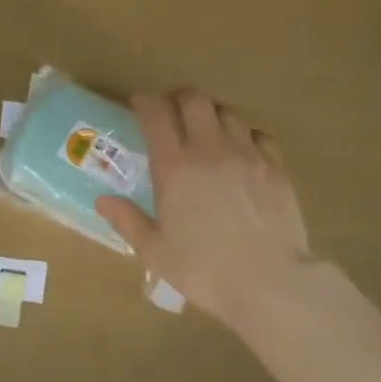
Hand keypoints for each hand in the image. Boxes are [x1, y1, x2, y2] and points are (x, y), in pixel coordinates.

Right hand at [96, 89, 311, 331]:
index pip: (156, 115)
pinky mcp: (276, 167)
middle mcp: (210, 150)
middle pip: (194, 100)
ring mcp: (248, 155)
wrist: (269, 283)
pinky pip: (258, 135)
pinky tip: (241, 151)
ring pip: (227, 112)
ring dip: (211, 114)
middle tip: (172, 113)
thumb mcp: (155, 252)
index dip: (145, 102)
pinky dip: (245, 135)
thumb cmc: (204, 271)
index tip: (138, 104)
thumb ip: (128, 221)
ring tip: (206, 131)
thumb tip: (103, 201)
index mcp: (174, 168)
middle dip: (178, 99)